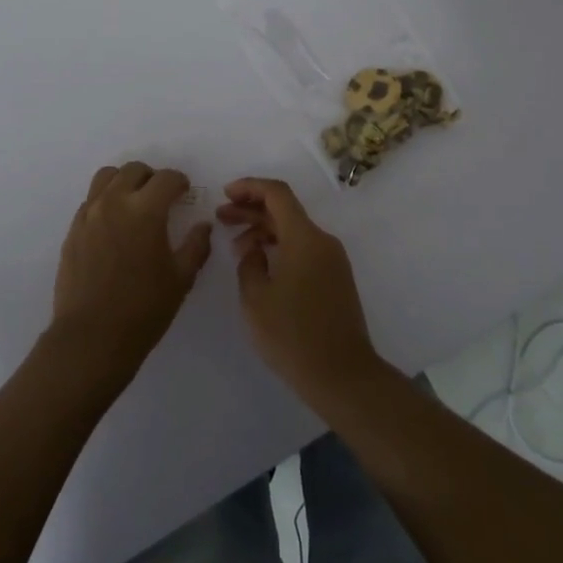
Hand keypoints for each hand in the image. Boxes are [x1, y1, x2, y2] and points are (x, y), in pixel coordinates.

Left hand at [50, 162, 212, 384]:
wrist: (92, 337)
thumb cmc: (144, 309)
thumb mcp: (181, 278)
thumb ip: (196, 245)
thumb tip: (203, 226)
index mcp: (145, 210)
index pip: (166, 178)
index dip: (180, 182)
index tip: (184, 193)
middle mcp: (114, 203)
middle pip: (134, 170)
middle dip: (152, 178)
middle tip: (161, 198)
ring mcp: (89, 215)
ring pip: (106, 178)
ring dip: (124, 182)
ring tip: (134, 204)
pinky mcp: (72, 230)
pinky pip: (91, 201)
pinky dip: (106, 201)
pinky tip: (114, 226)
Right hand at [217, 178, 384, 405]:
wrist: (342, 374)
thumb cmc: (292, 335)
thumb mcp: (256, 299)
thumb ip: (249, 264)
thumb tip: (255, 250)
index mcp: (305, 238)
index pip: (277, 194)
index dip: (249, 187)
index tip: (225, 194)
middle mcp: (323, 241)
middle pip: (285, 211)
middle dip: (251, 209)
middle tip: (221, 217)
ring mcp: (333, 260)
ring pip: (295, 231)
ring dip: (264, 231)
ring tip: (236, 247)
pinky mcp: (336, 279)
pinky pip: (304, 249)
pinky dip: (280, 247)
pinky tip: (260, 265)